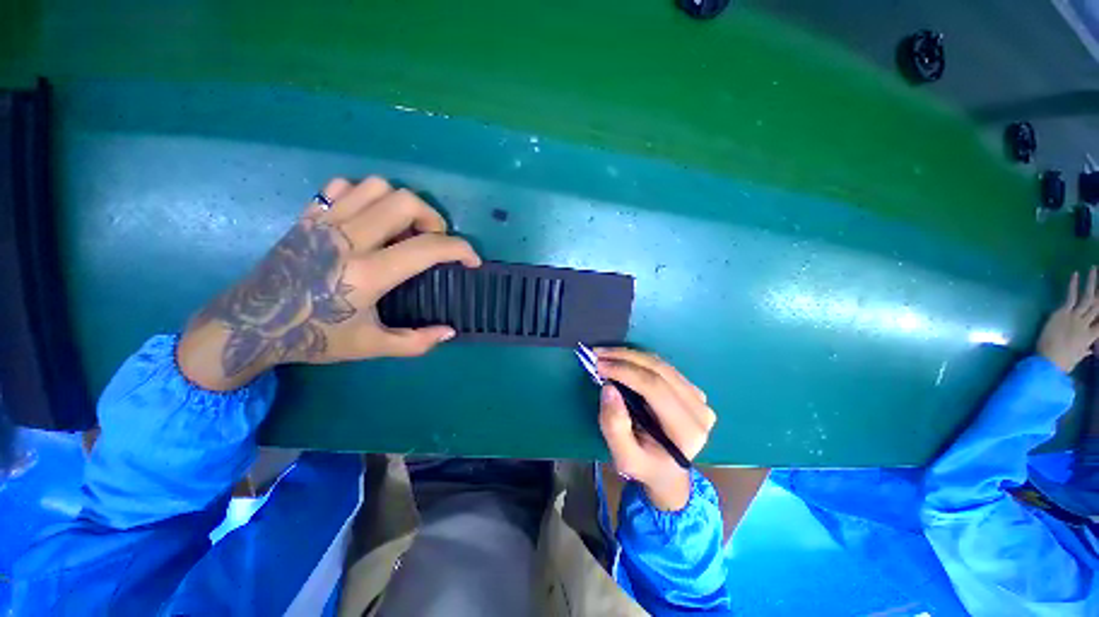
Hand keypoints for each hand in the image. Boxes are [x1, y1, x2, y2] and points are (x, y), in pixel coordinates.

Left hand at [178, 177, 481, 390]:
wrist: (248, 326)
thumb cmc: (312, 338)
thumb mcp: (370, 347)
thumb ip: (416, 342)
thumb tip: (450, 331)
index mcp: (368, 274)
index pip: (429, 248)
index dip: (461, 250)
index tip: (472, 261)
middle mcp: (348, 240)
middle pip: (405, 202)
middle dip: (433, 218)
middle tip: (434, 241)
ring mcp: (324, 222)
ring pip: (376, 186)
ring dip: (401, 204)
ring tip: (404, 229)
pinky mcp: (307, 216)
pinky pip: (343, 187)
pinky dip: (366, 196)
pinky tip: (370, 220)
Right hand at [595, 348, 714, 510]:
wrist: (668, 474)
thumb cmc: (646, 467)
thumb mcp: (624, 458)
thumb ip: (614, 427)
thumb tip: (609, 388)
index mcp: (687, 430)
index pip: (655, 388)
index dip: (625, 371)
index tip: (598, 364)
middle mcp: (699, 409)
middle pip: (659, 370)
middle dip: (624, 357)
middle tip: (597, 354)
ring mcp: (699, 397)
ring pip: (661, 364)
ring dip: (630, 355)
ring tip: (605, 354)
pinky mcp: (692, 390)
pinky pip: (663, 367)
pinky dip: (639, 360)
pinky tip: (620, 359)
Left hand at [1037, 267, 1098, 372]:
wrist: (1049, 362)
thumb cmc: (1062, 363)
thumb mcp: (1077, 357)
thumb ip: (1085, 351)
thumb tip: (1091, 351)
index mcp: (1091, 337)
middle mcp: (1086, 324)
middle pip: (1098, 305)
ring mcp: (1075, 317)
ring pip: (1087, 297)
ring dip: (1091, 282)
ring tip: (1094, 268)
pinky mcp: (1063, 313)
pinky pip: (1070, 296)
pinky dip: (1073, 285)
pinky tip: (1075, 274)